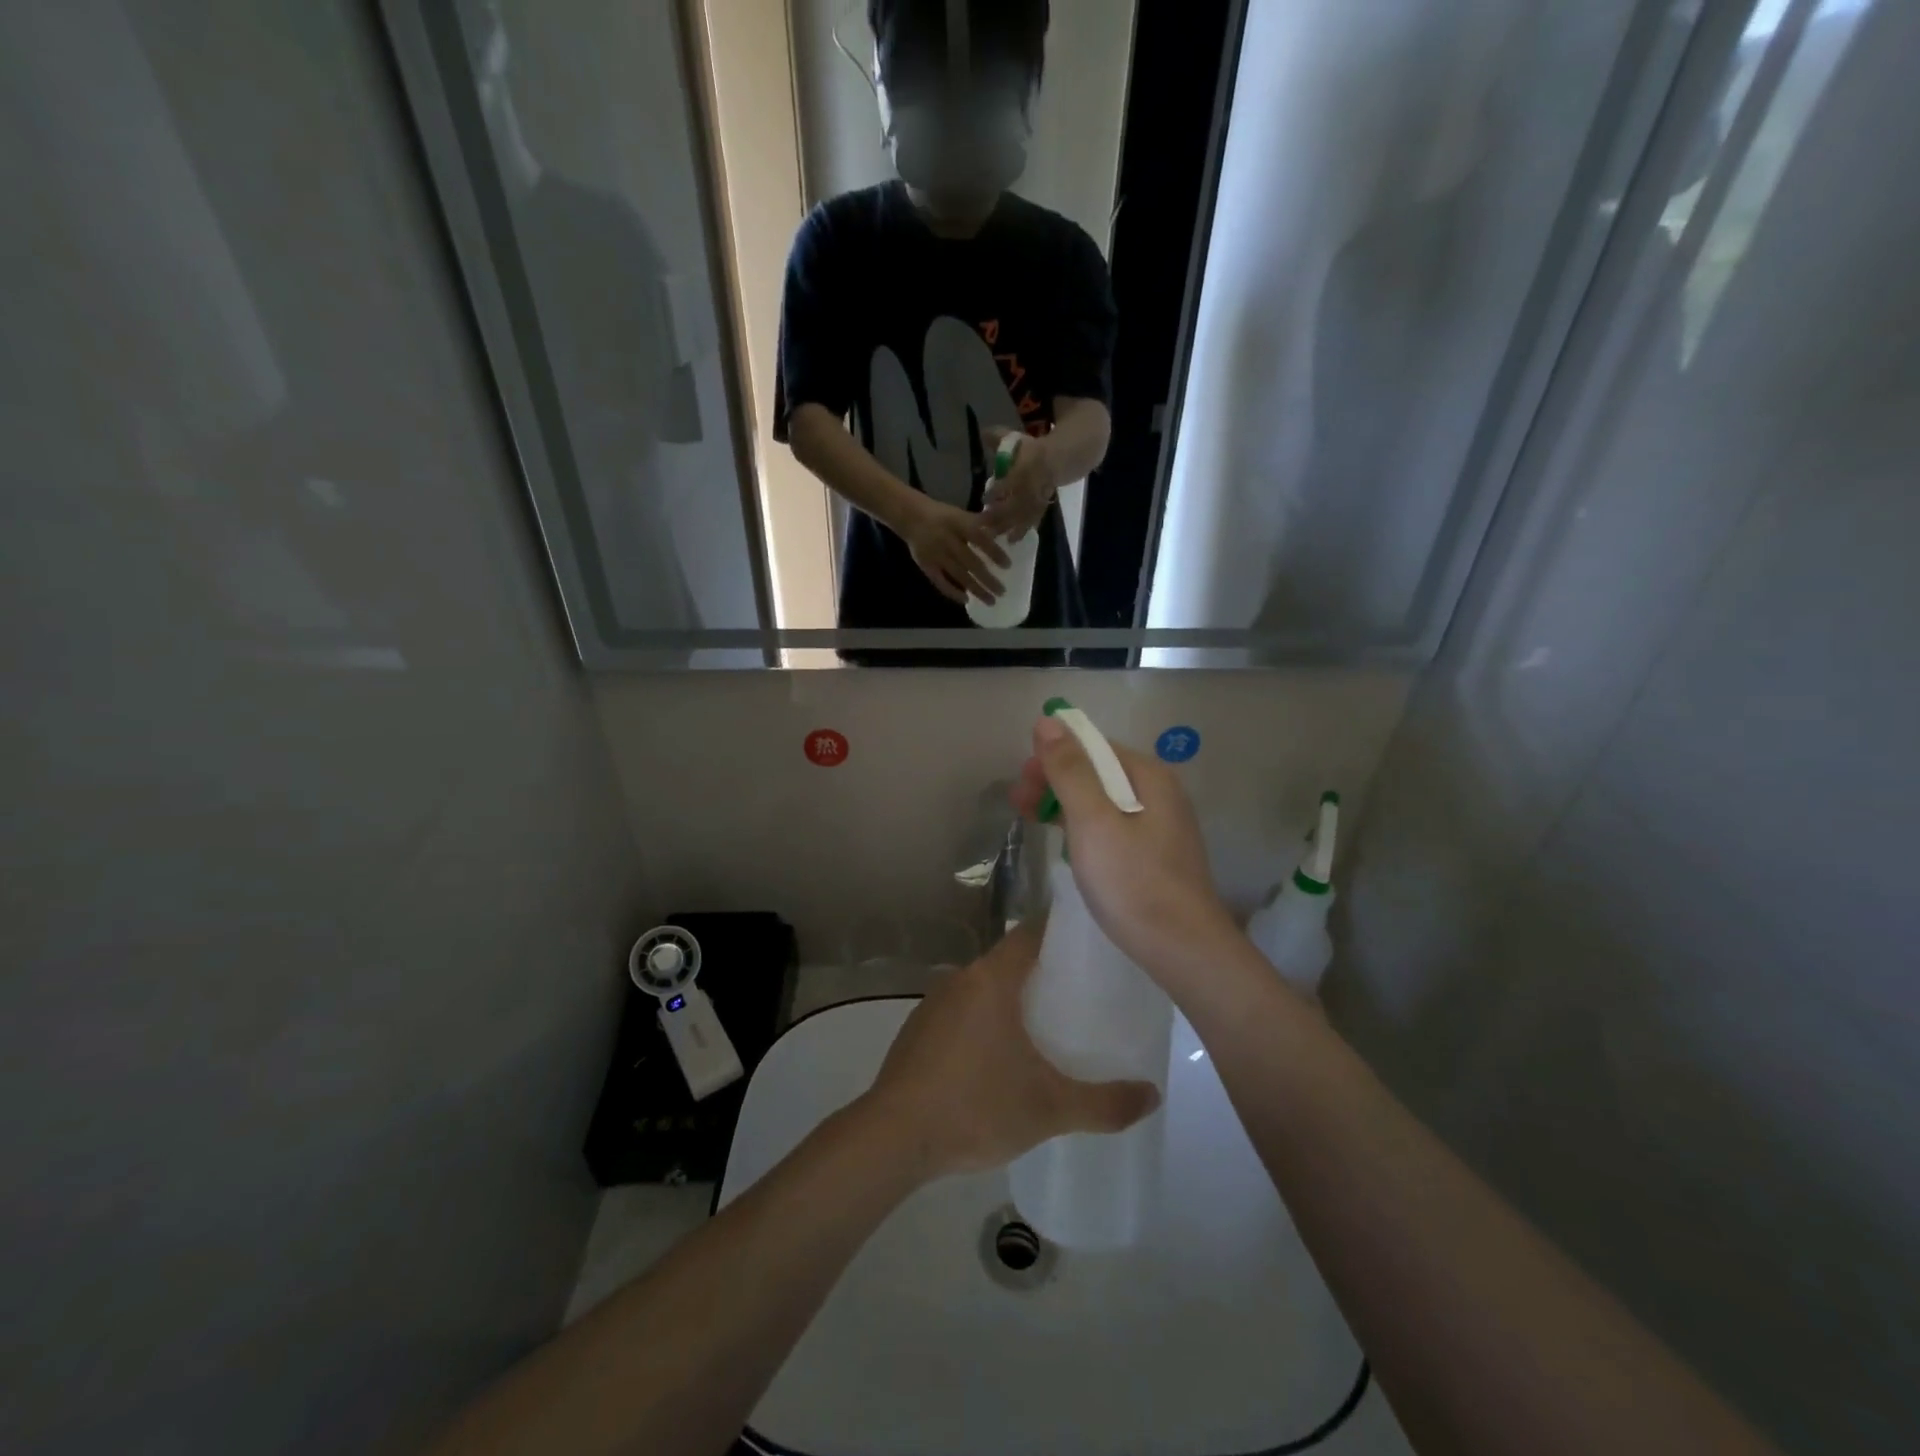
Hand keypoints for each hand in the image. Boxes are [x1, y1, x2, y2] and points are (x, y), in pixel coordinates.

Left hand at [861, 922, 1160, 1178]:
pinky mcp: (918, 1030)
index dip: (1063, 933)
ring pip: (984, 987)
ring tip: (1049, 1024)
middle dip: (1045, 971)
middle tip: (1084, 993)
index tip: (1093, 945)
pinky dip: (986, 1019)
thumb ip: (1105, 1103)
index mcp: (991, 979)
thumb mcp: (1050, 1109)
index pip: (1032, 934)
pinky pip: (963, 1010)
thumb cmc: (976, 1107)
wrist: (893, 1137)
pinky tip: (1000, 1055)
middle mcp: (960, 978)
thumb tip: (1153, 1095)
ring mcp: (934, 1003)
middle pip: (1010, 960)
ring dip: (1013, 998)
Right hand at [900, 496, 1010, 605]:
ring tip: (991, 601)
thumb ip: (979, 524)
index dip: (994, 552)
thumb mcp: (960, 514)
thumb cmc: (941, 515)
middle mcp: (947, 540)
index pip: (980, 539)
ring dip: (976, 589)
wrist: (910, 516)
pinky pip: (940, 582)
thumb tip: (1003, 534)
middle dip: (988, 578)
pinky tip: (966, 600)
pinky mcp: (926, 566)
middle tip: (1002, 591)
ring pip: (959, 575)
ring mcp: (936, 555)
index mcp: (957, 524)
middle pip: (971, 562)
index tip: (1008, 566)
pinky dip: (953, 592)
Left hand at [978, 425, 1056, 544]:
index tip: (984, 499)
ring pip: (1023, 516)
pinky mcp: (1042, 507)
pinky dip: (1023, 530)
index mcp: (1025, 468)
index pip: (1010, 482)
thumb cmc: (1032, 450)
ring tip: (995, 537)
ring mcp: (1038, 498)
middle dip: (1000, 515)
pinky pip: (1032, 521)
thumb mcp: (1016, 440)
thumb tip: (982, 433)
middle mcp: (1032, 486)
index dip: (997, 491)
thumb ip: (999, 438)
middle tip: (984, 524)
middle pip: (1015, 504)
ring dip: (1009, 527)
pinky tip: (1012, 540)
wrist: (1061, 458)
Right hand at [1011, 717, 1237, 986]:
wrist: (1182, 948)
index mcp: (1148, 776)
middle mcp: (1158, 792)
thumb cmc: (1133, 880)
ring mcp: (1158, 825)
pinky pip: (1111, 826)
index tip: (1022, 778)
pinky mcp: (1153, 855)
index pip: (1094, 745)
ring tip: (1029, 819)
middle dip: (1055, 779)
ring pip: (1102, 800)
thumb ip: (1070, 770)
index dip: (1054, 753)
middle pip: (1098, 771)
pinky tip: (1065, 842)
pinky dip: (1083, 827)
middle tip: (1018, 802)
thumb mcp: (1093, 820)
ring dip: (1064, 803)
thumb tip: (1048, 721)